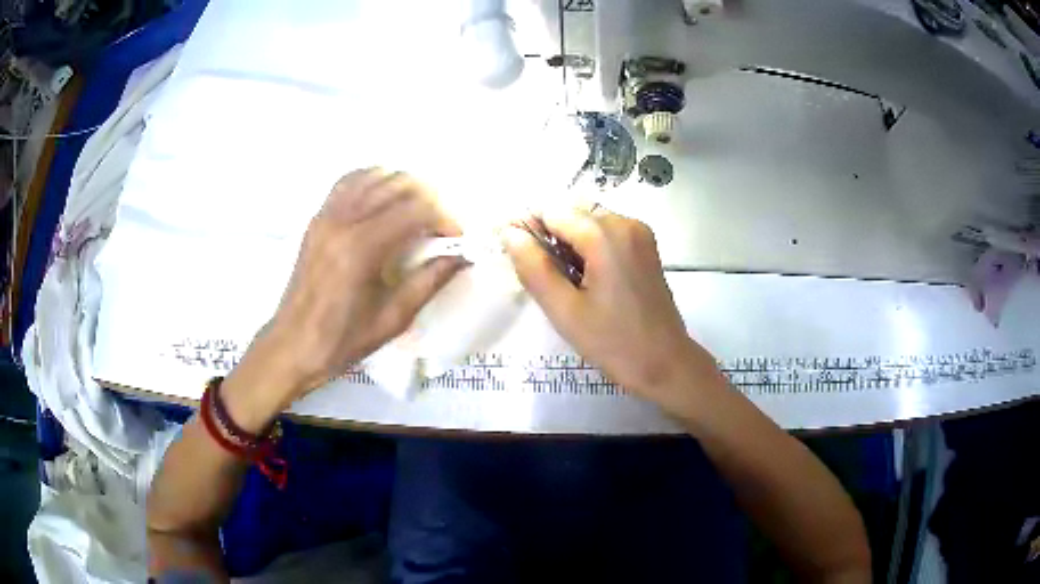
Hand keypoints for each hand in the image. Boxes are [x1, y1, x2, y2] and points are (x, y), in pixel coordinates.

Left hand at [232, 169, 464, 414]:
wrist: (292, 345)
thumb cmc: (342, 341)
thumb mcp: (392, 319)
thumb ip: (428, 282)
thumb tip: (461, 257)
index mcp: (362, 249)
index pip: (416, 209)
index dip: (444, 218)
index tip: (455, 239)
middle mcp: (343, 221)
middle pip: (398, 184)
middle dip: (429, 199)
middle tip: (438, 227)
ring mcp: (326, 215)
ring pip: (374, 175)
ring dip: (402, 187)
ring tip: (414, 213)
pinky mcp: (317, 218)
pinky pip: (349, 182)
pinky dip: (372, 182)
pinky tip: (383, 201)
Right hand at [504, 208, 720, 410]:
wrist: (665, 363)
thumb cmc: (613, 342)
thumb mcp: (564, 310)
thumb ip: (534, 267)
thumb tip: (509, 233)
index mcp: (605, 234)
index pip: (551, 211)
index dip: (528, 230)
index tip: (517, 260)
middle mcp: (625, 222)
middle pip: (571, 214)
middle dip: (550, 238)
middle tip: (544, 280)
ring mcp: (639, 233)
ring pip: (587, 222)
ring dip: (569, 244)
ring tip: (566, 284)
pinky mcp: (645, 246)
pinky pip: (606, 234)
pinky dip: (589, 248)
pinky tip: (586, 280)